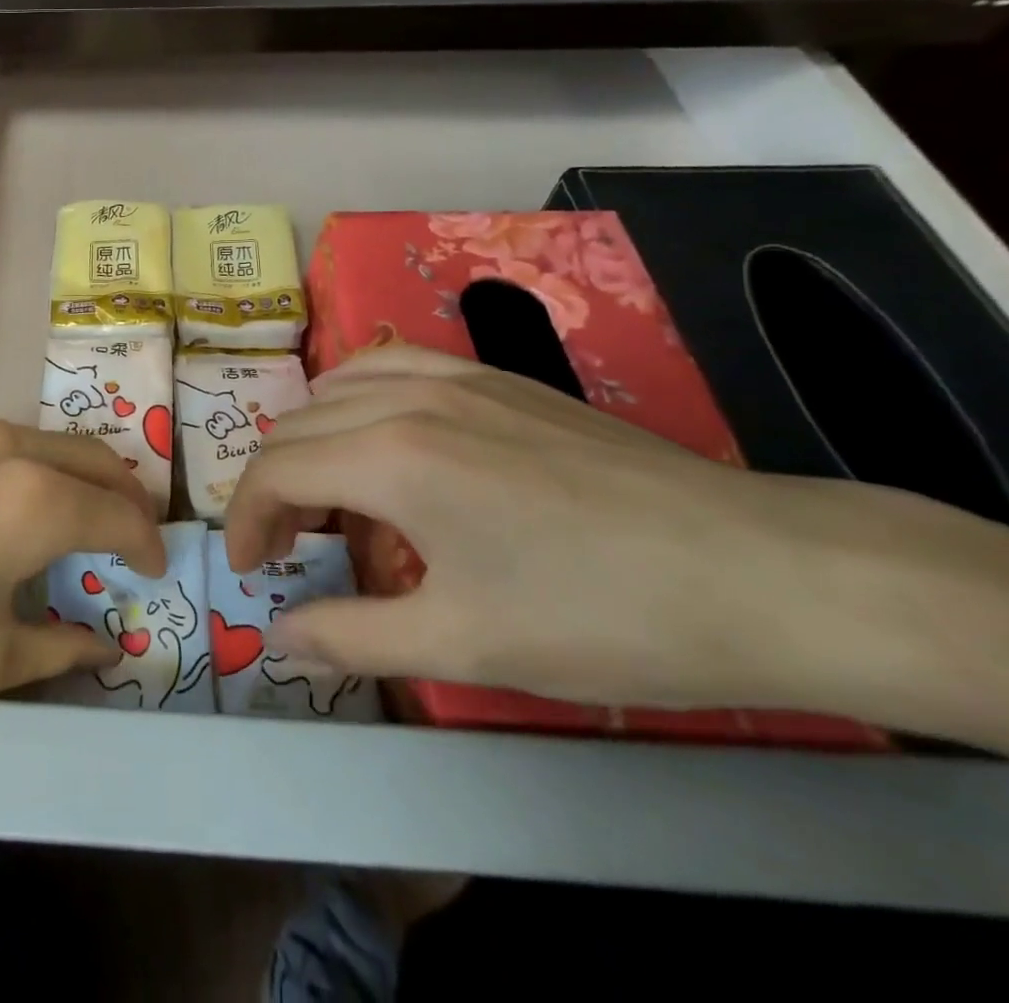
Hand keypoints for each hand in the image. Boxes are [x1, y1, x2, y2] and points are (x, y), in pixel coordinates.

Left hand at [0, 416, 165, 764]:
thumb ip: (54, 647)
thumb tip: (98, 643)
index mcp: (32, 499)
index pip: (119, 515)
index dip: (147, 545)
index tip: (155, 571)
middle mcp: (0, 445)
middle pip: (90, 459)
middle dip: (121, 497)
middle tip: (127, 540)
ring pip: (37, 442)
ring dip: (68, 477)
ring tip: (64, 525)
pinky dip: (15, 470)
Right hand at [224, 346, 1008, 744]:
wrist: (762, 573)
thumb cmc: (601, 617)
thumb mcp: (462, 645)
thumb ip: (352, 636)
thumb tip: (279, 636)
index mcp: (390, 459)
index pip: (275, 472)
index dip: (246, 521)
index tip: (251, 569)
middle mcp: (406, 399)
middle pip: (295, 428)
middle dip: (271, 488)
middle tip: (288, 549)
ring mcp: (454, 377)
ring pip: (335, 388)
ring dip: (309, 440)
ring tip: (328, 494)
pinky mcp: (494, 376)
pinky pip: (391, 364)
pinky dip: (355, 396)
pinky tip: (376, 431)